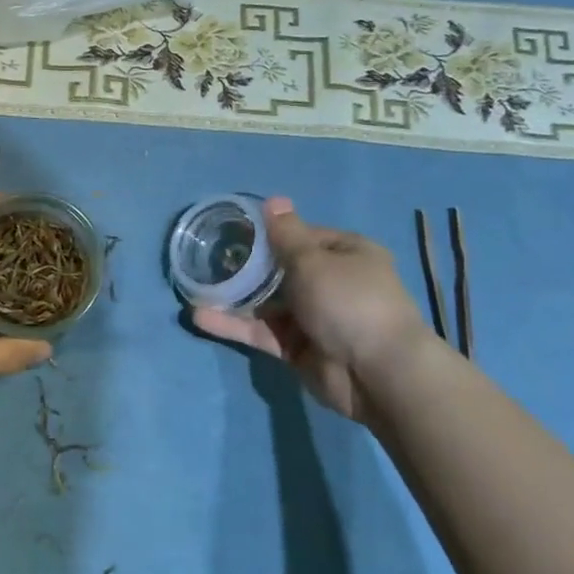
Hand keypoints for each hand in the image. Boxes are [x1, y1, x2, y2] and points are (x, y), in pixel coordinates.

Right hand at [191, 196, 431, 424]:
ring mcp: (313, 318)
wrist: (378, 374)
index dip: (269, 234)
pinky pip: (262, 332)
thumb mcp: (313, 260)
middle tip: (207, 259)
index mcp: (346, 253)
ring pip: (266, 304)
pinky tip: (200, 317)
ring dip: (234, 298)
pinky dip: (234, 326)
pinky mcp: (297, 349)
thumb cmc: (349, 301)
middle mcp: (331, 283)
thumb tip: (274, 200)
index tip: (233, 231)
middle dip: (246, 267)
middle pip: (280, 270)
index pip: (301, 237)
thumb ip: (285, 234)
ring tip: (194, 289)